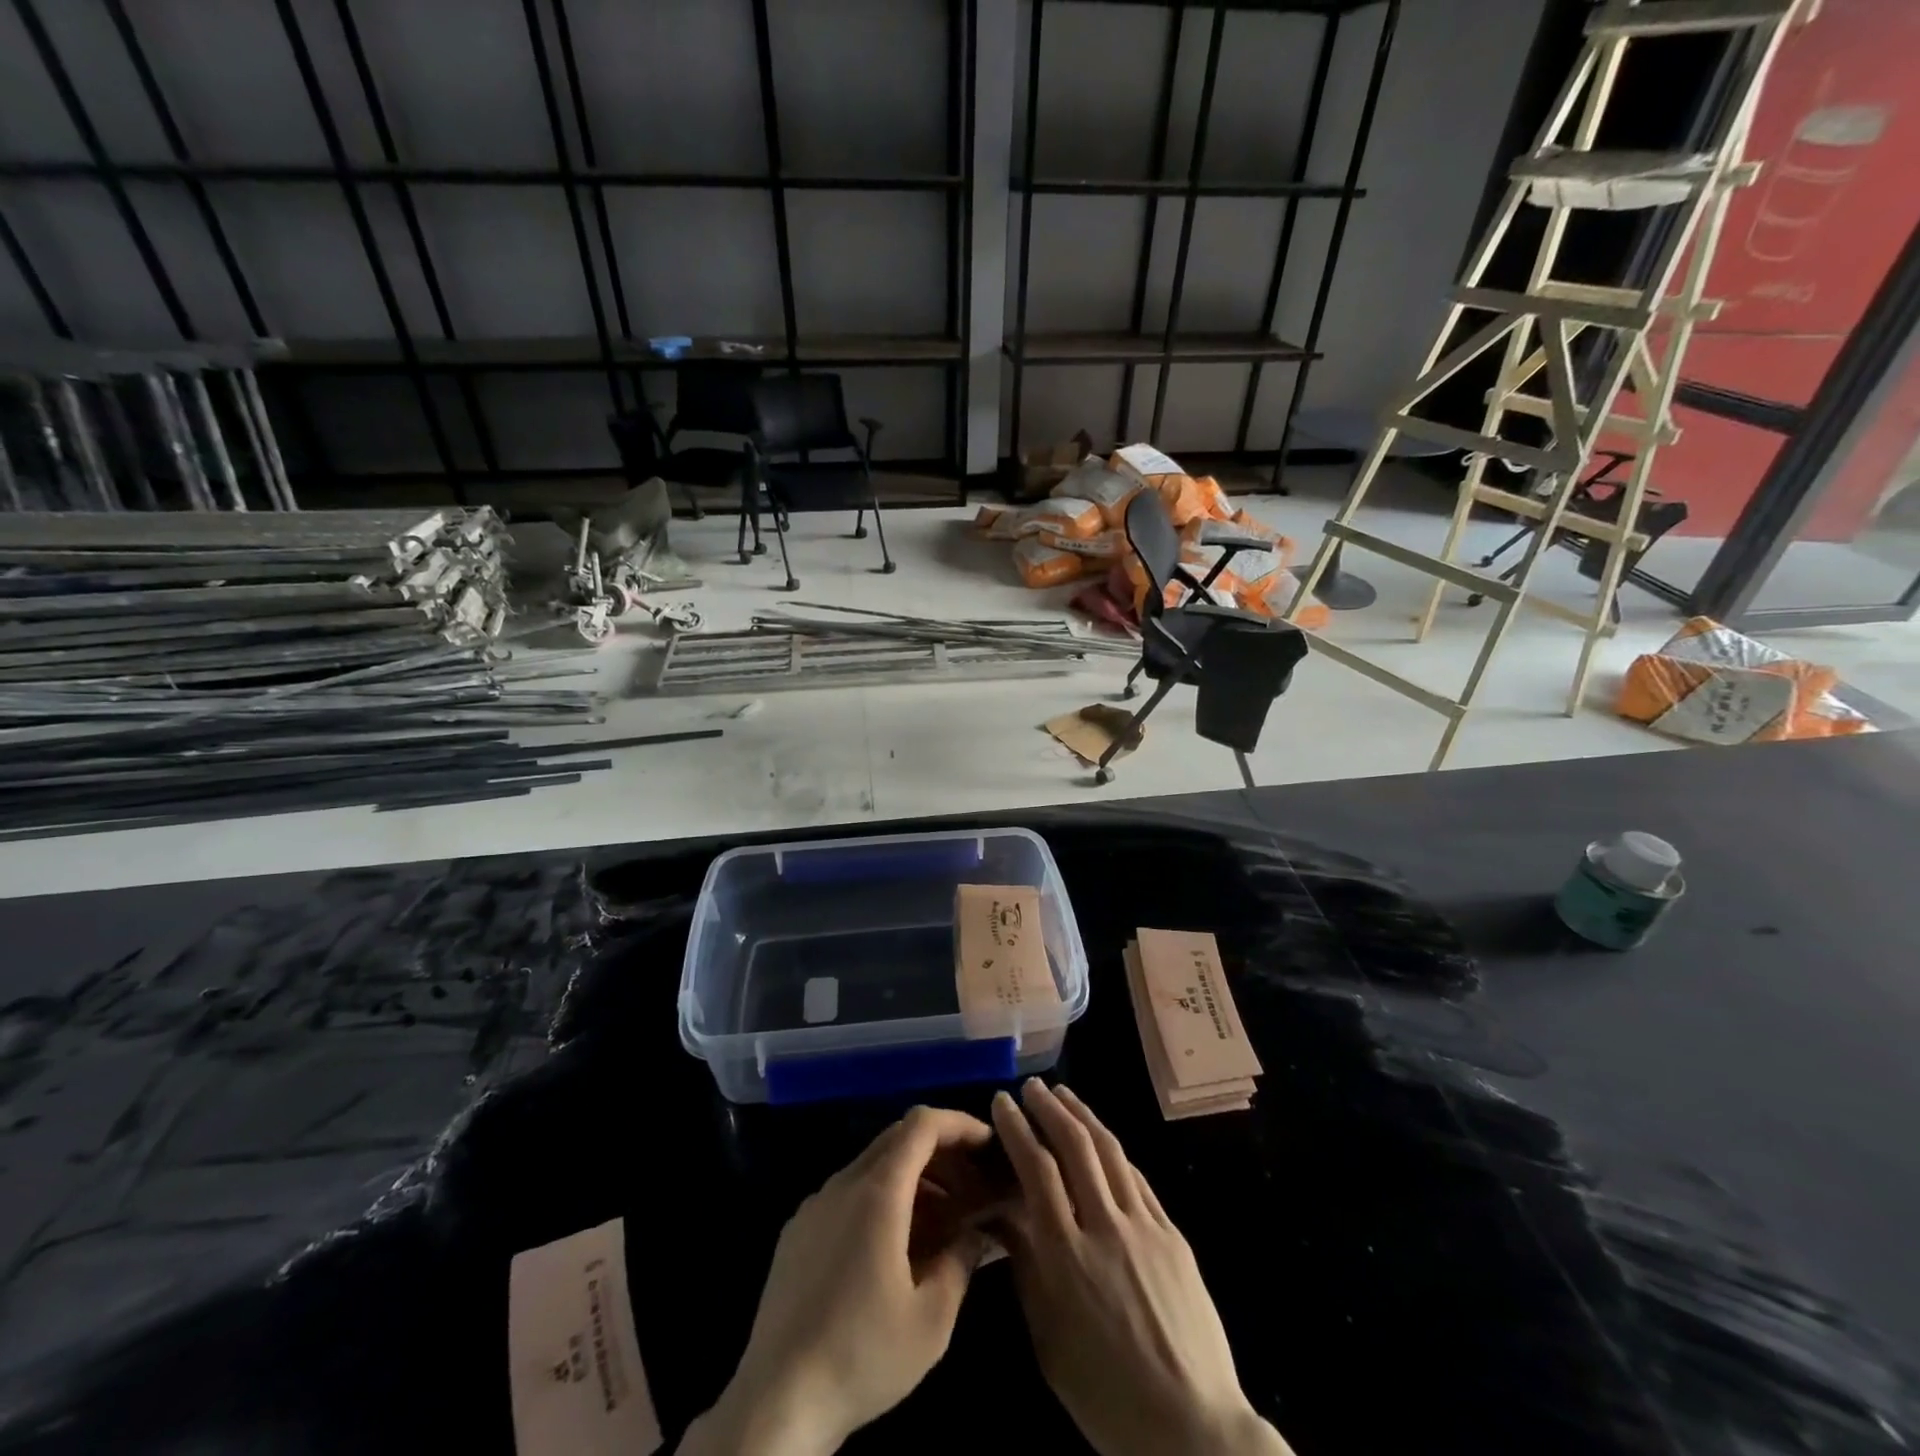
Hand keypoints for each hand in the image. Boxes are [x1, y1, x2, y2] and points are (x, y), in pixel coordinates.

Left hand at [683, 1106, 999, 1455]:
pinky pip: (847, 1193)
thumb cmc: (862, 1355)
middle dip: (940, 1152)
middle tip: (971, 1185)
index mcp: (878, 1193)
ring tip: (942, 1221)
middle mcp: (843, 1183)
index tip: (987, 1144)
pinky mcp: (797, 1231)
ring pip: (872, 1165)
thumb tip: (977, 1230)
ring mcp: (815, 1205)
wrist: (777, 1401)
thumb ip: (961, 1261)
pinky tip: (894, 1246)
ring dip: (912, 1178)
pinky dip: (881, 1198)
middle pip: (898, 1138)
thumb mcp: (932, 1320)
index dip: (958, 1124)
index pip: (922, 1125)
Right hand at [991, 1080, 1292, 1455]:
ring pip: (1110, 1152)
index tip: (1002, 1102)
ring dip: (1084, 1116)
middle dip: (1050, 1109)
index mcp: (1066, 1256)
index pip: (1036, 1169)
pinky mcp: (1172, 1235)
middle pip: (1075, 1146)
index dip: (1017, 1129)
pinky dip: (1115, 1151)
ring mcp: (1144, 1227)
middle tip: (1032, 1087)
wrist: (1193, 1427)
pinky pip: (1138, 1179)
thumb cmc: (1105, 1395)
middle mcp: (1105, 1227)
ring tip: (1065, 1095)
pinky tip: (1103, 1141)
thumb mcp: (1048, 1340)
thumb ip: (1026, 1268)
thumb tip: (1004, 1214)